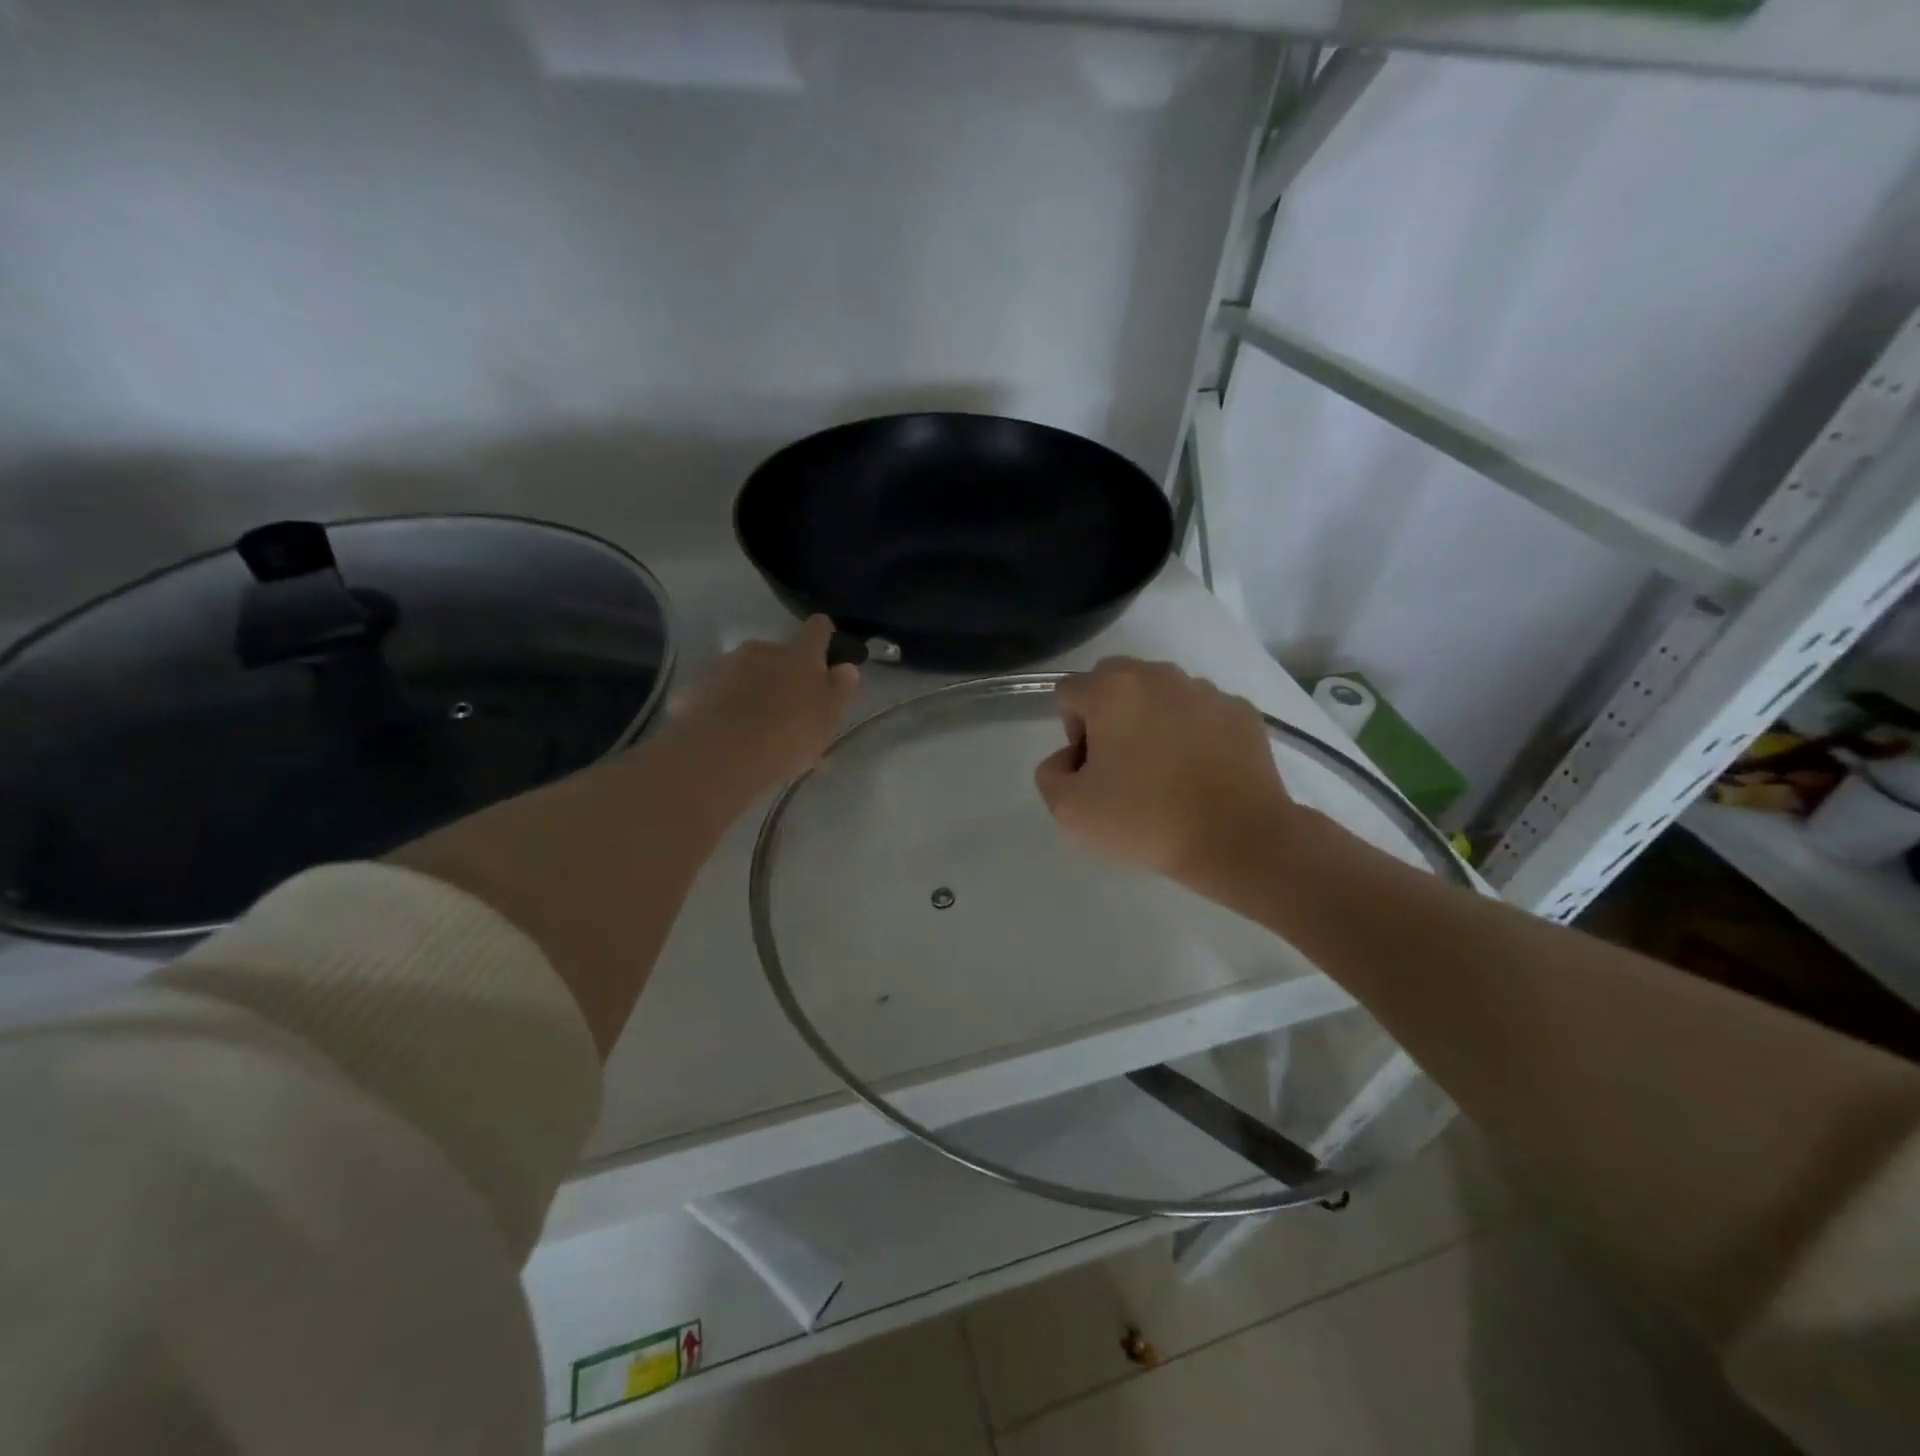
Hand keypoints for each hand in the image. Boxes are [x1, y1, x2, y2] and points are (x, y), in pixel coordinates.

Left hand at [667, 616, 859, 800]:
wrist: (722, 752)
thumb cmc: (789, 733)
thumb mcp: (827, 718)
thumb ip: (839, 690)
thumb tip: (846, 667)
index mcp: (799, 655)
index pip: (817, 629)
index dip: (823, 634)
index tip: (826, 645)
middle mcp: (761, 649)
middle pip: (777, 652)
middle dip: (783, 672)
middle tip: (787, 706)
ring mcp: (724, 665)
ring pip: (744, 671)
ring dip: (751, 688)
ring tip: (753, 724)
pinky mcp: (695, 687)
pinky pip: (716, 692)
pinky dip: (722, 704)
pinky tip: (725, 731)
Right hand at [1034, 657, 1298, 884]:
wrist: (1238, 838)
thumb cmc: (1146, 820)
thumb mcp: (1070, 810)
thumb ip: (1051, 774)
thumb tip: (1070, 759)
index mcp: (1112, 690)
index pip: (1069, 693)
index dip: (1072, 732)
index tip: (1092, 770)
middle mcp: (1158, 676)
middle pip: (1114, 682)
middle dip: (1109, 715)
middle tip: (1122, 767)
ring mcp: (1205, 690)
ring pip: (1161, 694)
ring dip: (1152, 721)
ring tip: (1166, 772)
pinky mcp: (1241, 711)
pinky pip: (1201, 712)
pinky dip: (1193, 733)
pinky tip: (1201, 773)